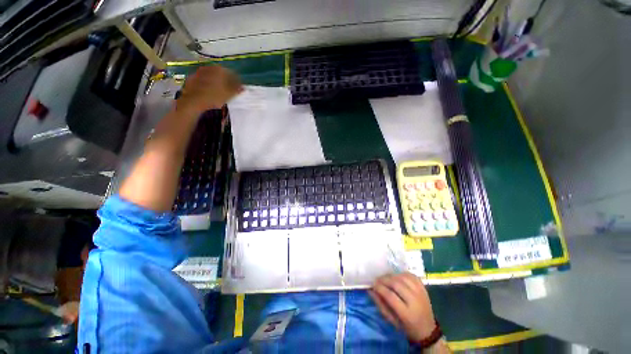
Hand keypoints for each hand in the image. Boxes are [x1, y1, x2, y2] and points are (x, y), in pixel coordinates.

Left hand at [176, 65, 242, 114]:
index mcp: (219, 70)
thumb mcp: (229, 95)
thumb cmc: (214, 97)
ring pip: (211, 76)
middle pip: (220, 74)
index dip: (236, 81)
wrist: (193, 101)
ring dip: (216, 82)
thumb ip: (237, 89)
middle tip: (229, 89)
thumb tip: (243, 87)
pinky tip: (209, 91)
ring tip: (219, 91)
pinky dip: (207, 84)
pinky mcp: (192, 79)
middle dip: (225, 80)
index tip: (239, 87)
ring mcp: (199, 72)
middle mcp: (209, 68)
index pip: (231, 73)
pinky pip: (203, 80)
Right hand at [369, 273, 436, 341]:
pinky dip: (401, 274)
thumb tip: (370, 290)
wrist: (427, 329)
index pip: (390, 296)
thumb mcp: (391, 320)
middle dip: (384, 280)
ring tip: (386, 278)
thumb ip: (380, 304)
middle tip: (377, 280)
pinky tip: (396, 277)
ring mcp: (421, 293)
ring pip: (403, 277)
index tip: (373, 285)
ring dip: (392, 276)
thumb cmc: (406, 327)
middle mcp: (415, 301)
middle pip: (397, 284)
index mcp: (407, 314)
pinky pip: (411, 275)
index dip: (380, 288)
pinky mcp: (423, 288)